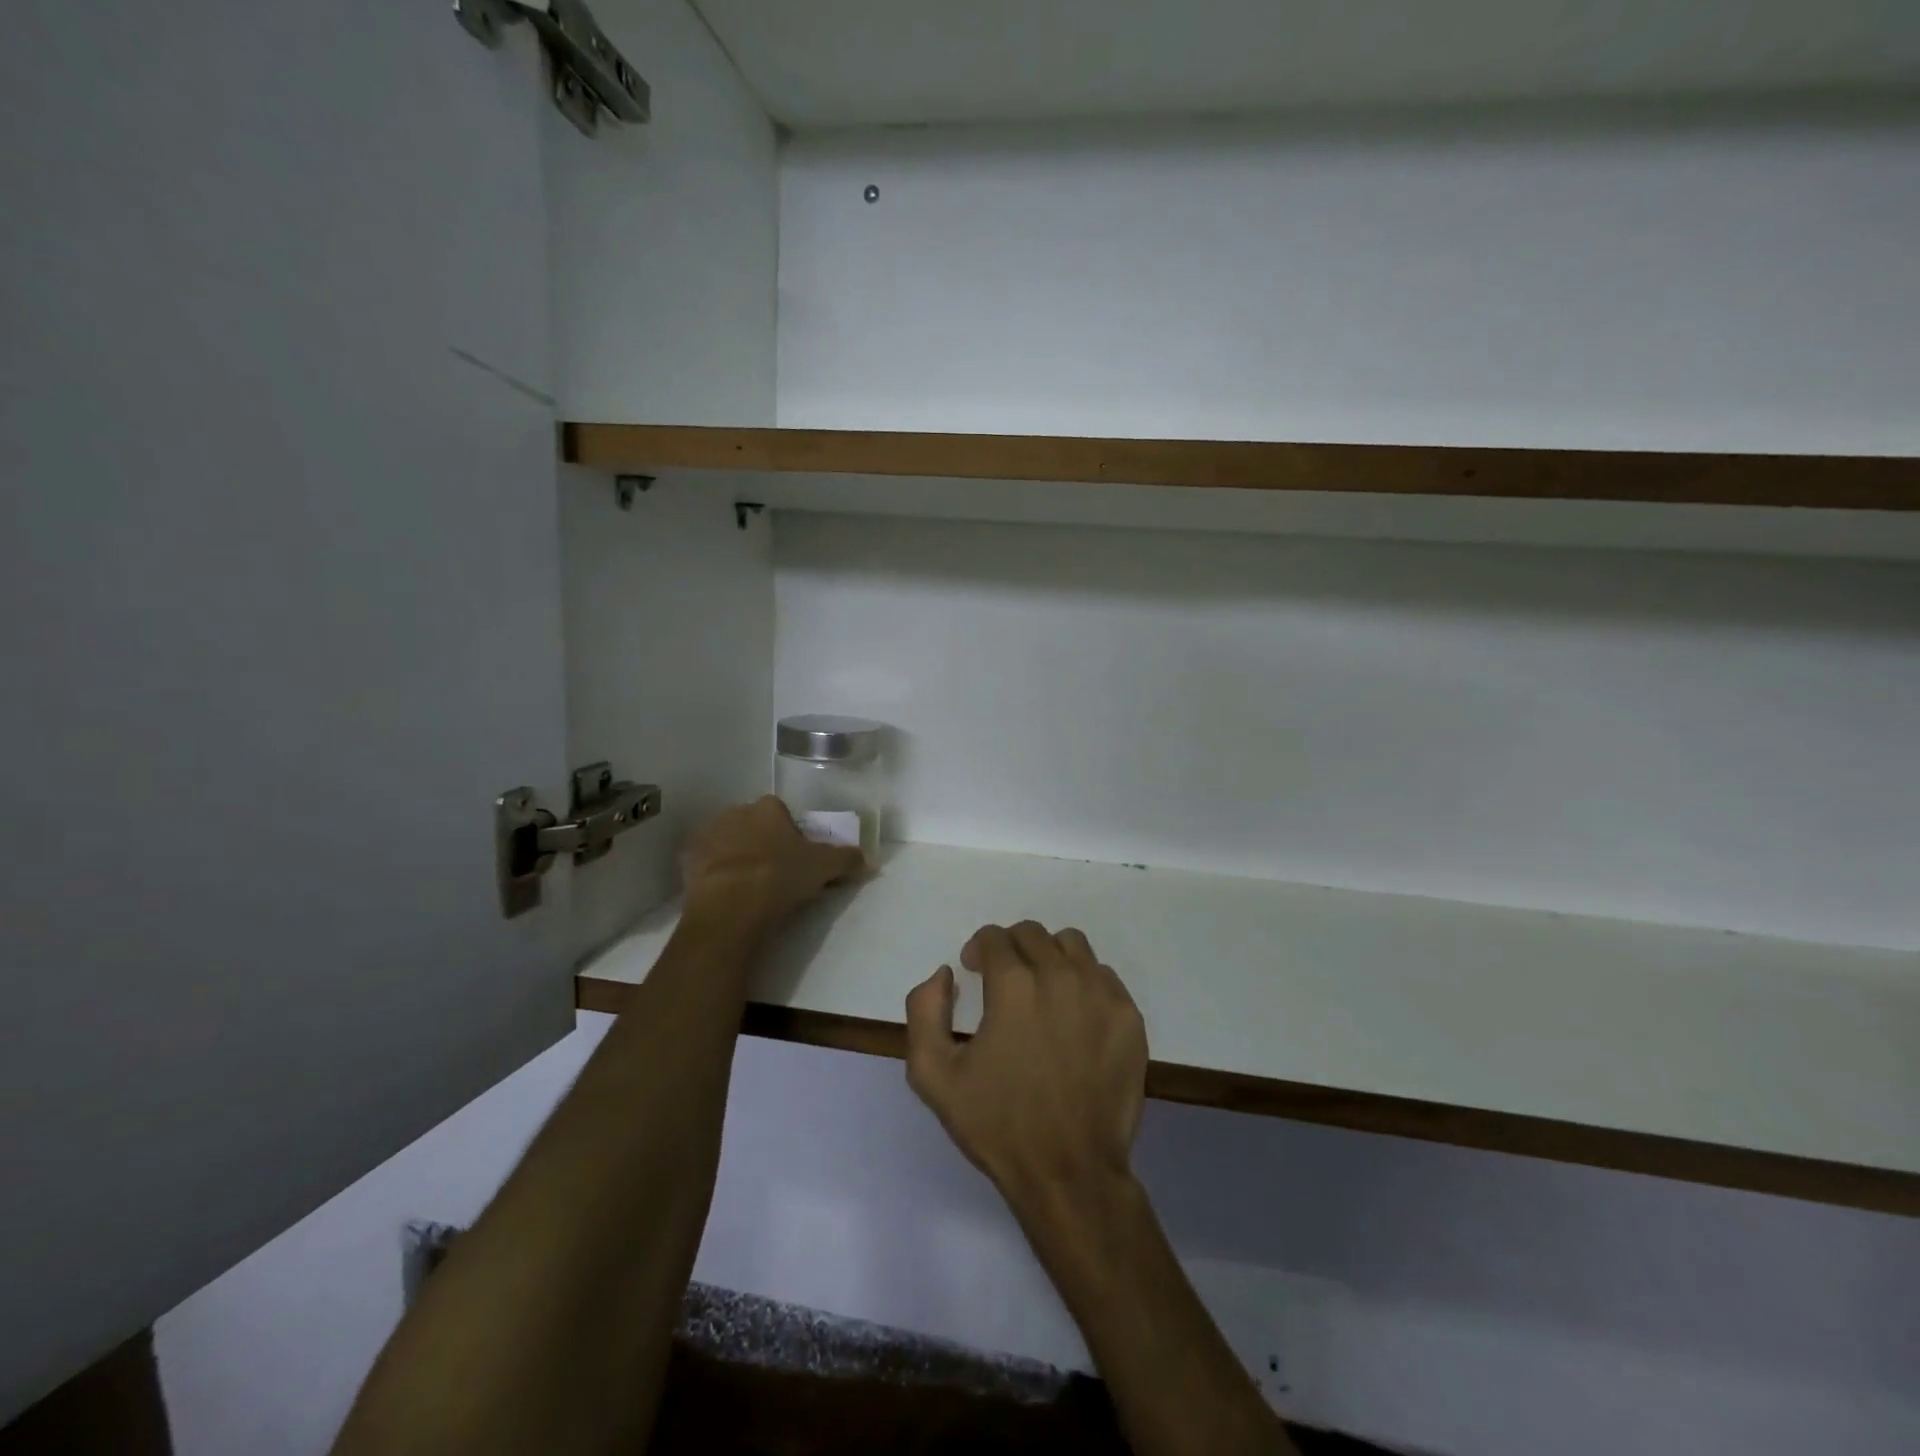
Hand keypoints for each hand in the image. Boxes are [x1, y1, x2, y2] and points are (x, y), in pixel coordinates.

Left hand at [682, 796, 864, 934]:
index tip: (796, 856)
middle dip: (762, 842)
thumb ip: (847, 859)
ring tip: (750, 887)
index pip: (781, 811)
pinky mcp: (687, 862)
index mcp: (768, 808)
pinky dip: (716, 875)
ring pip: (728, 842)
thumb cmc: (780, 877)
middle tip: (775, 872)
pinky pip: (707, 864)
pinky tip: (728, 895)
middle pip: (753, 824)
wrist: (730, 906)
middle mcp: (735, 813)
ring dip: (737, 857)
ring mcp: (707, 836)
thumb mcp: (824, 868)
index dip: (790, 832)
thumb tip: (868, 859)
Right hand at [904, 922, 1147, 1219]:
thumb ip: (924, 1010)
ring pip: (1071, 946)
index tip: (975, 974)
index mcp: (1013, 984)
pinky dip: (1083, 983)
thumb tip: (944, 974)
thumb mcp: (933, 1074)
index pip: (994, 937)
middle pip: (1032, 934)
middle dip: (1011, 949)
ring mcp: (1101, 994)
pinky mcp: (1129, 1016)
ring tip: (1041, 992)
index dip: (978, 951)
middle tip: (1004, 982)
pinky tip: (1073, 1017)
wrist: (1069, 1172)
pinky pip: (1103, 976)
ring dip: (1049, 957)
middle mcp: (1060, 975)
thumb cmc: (998, 1124)